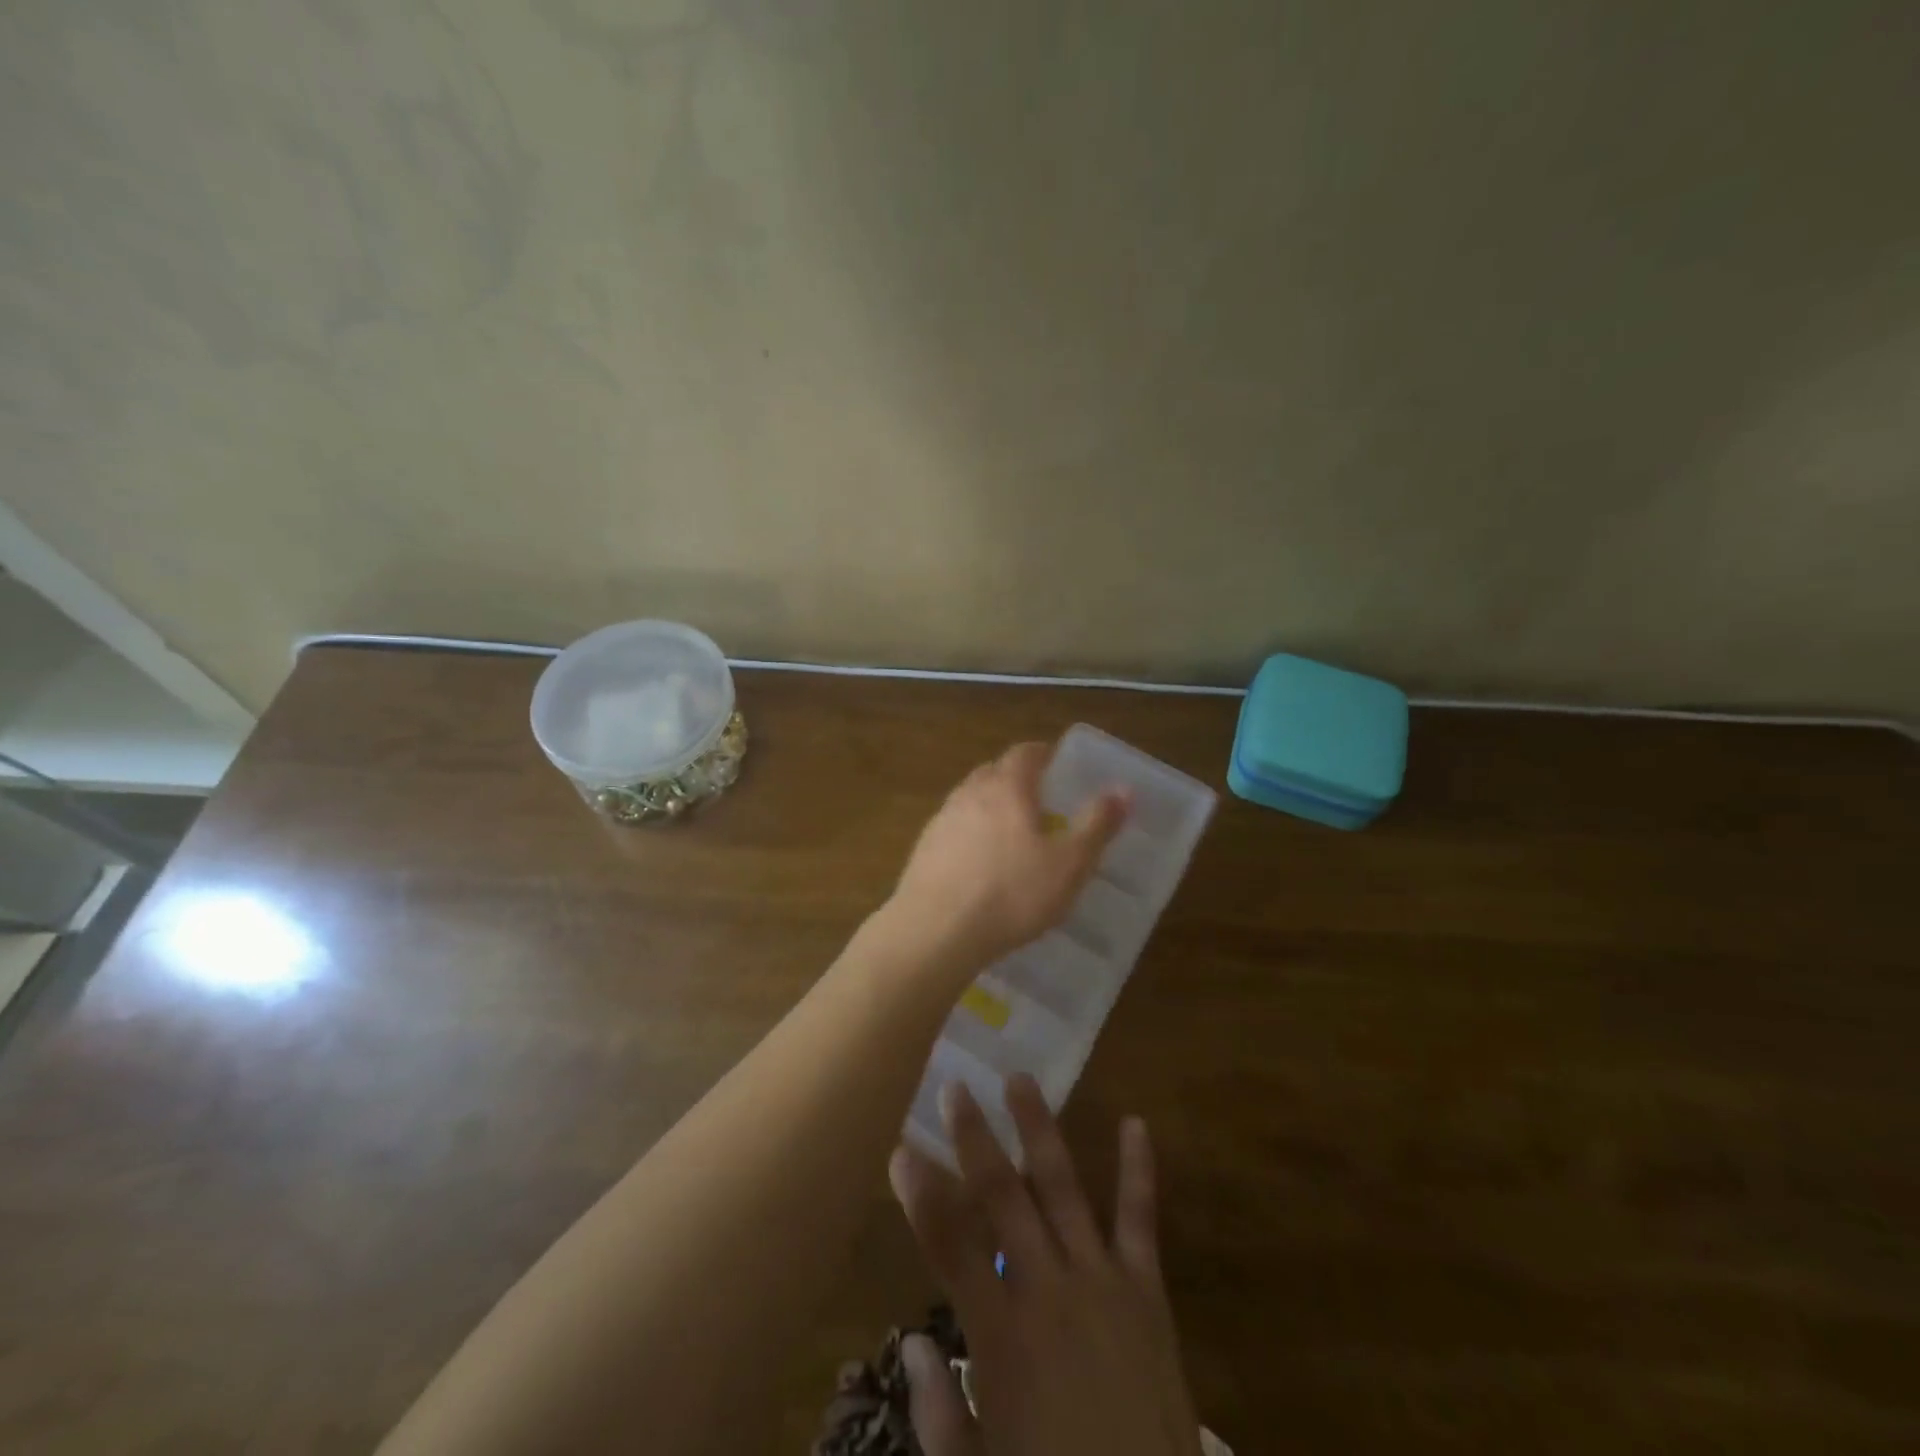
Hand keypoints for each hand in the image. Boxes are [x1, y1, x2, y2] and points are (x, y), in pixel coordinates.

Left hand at [883, 742, 1128, 979]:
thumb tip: (1123, 789)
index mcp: (1007, 787)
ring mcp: (941, 820)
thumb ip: (1096, 825)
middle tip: (1038, 798)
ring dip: (990, 806)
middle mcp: (970, 793)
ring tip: (1010, 832)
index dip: (1042, 753)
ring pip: (970, 800)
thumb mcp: (1069, 864)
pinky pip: (953, 829)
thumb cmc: (1012, 893)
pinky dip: (970, 834)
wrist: (936, 930)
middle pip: (993, 772)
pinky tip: (979, 863)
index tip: (1055, 763)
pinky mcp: (923, 849)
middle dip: (1015, 778)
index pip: (1024, 753)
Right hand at [889, 1075, 1201, 1455]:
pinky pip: (1140, 1220)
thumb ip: (939, 1409)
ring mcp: (1102, 1282)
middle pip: (1002, 1197)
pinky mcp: (1147, 1290)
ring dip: (1038, 1130)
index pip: (949, 1246)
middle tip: (955, 1088)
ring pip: (1063, 1188)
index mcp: (1002, 1337)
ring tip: (1020, 1080)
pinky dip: (1138, 1170)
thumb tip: (912, 1343)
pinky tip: (1135, 1123)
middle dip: (974, 1139)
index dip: (921, 1195)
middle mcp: (1048, 1291)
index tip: (900, 1150)